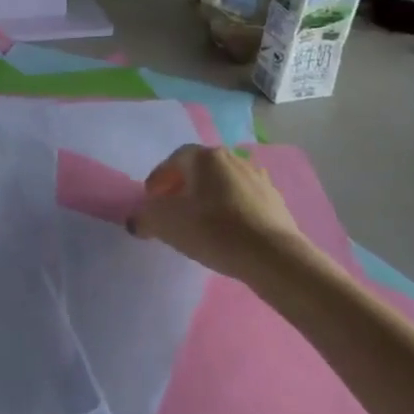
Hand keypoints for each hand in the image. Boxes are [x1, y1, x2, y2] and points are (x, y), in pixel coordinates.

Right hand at [129, 146, 307, 283]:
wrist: (272, 256)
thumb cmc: (212, 230)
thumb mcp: (164, 224)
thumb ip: (143, 218)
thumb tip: (137, 220)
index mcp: (205, 157)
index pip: (174, 159)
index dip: (158, 178)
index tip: (151, 199)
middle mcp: (233, 159)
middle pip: (199, 169)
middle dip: (182, 185)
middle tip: (171, 208)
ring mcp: (258, 178)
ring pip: (222, 183)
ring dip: (207, 196)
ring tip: (198, 220)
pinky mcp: (276, 201)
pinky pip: (242, 199)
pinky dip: (229, 208)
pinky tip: (225, 229)